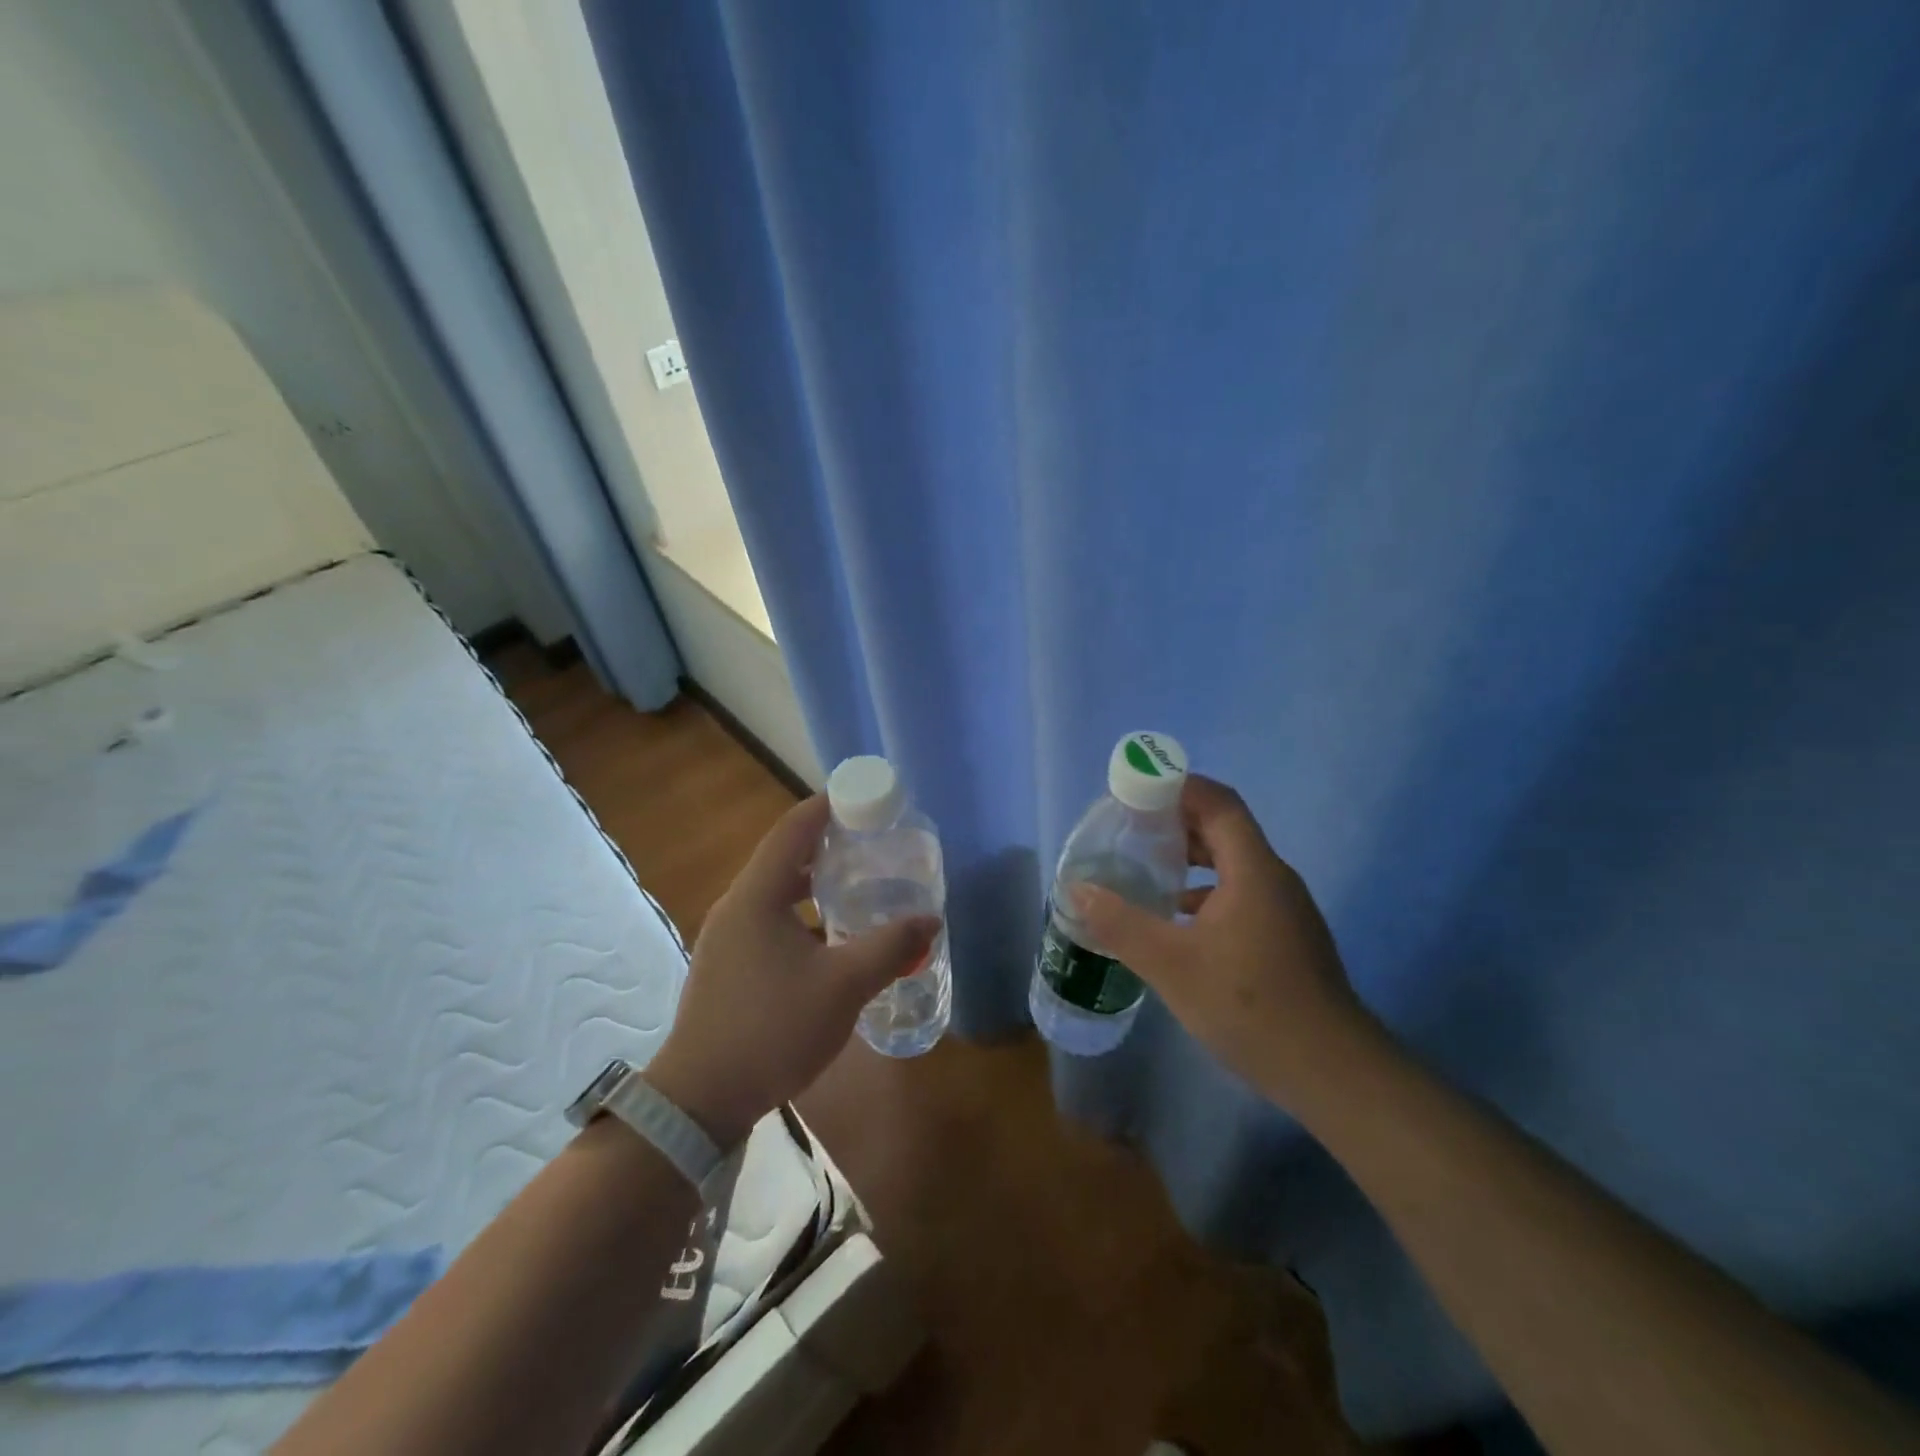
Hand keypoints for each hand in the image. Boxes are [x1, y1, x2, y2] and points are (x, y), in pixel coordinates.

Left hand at [644, 795, 938, 1147]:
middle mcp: (737, 905)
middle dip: (828, 842)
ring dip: (815, 881)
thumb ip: (890, 947)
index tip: (866, 798)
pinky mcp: (727, 964)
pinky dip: (802, 913)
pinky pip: (769, 918)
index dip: (829, 805)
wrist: (701, 1099)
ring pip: (776, 890)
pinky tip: (831, 937)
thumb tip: (931, 920)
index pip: (794, 828)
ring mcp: (727, 936)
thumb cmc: (773, 1029)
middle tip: (872, 842)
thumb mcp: (843, 985)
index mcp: (757, 895)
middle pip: (784, 855)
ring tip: (858, 882)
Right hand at [1073, 775, 1375, 1113]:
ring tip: (1145, 867)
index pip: (1218, 803)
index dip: (1179, 787)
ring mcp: (1283, 909)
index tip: (1136, 790)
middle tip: (1130, 828)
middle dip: (1176, 821)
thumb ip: (1121, 923)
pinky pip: (1239, 893)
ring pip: (1232, 864)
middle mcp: (1273, 879)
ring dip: (1190, 858)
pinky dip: (1204, 891)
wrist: (1330, 1071)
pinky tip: (1175, 919)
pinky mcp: (1284, 937)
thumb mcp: (1171, 964)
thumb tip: (1077, 889)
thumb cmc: (1249, 1006)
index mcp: (1253, 870)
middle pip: (1224, 829)